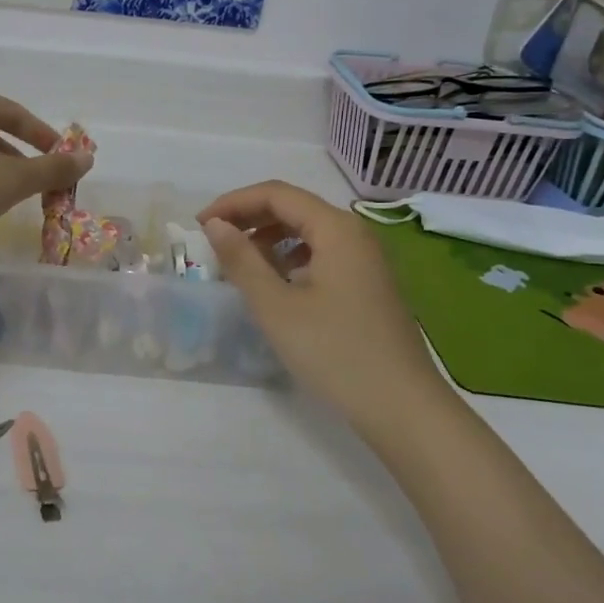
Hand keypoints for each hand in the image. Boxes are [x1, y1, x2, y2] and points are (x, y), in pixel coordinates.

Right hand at [198, 181, 445, 427]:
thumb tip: (215, 225)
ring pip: (308, 230)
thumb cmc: (335, 353)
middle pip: (294, 207)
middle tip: (214, 240)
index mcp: (336, 228)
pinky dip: (290, 256)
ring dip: (268, 237)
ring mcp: (366, 259)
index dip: (233, 202)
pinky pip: (322, 252)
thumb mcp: (276, 307)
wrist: (403, 409)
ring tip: (239, 262)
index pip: (276, 194)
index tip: (200, 225)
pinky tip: (276, 282)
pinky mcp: (368, 283)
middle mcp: (355, 233)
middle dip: (249, 217)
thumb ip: (242, 260)